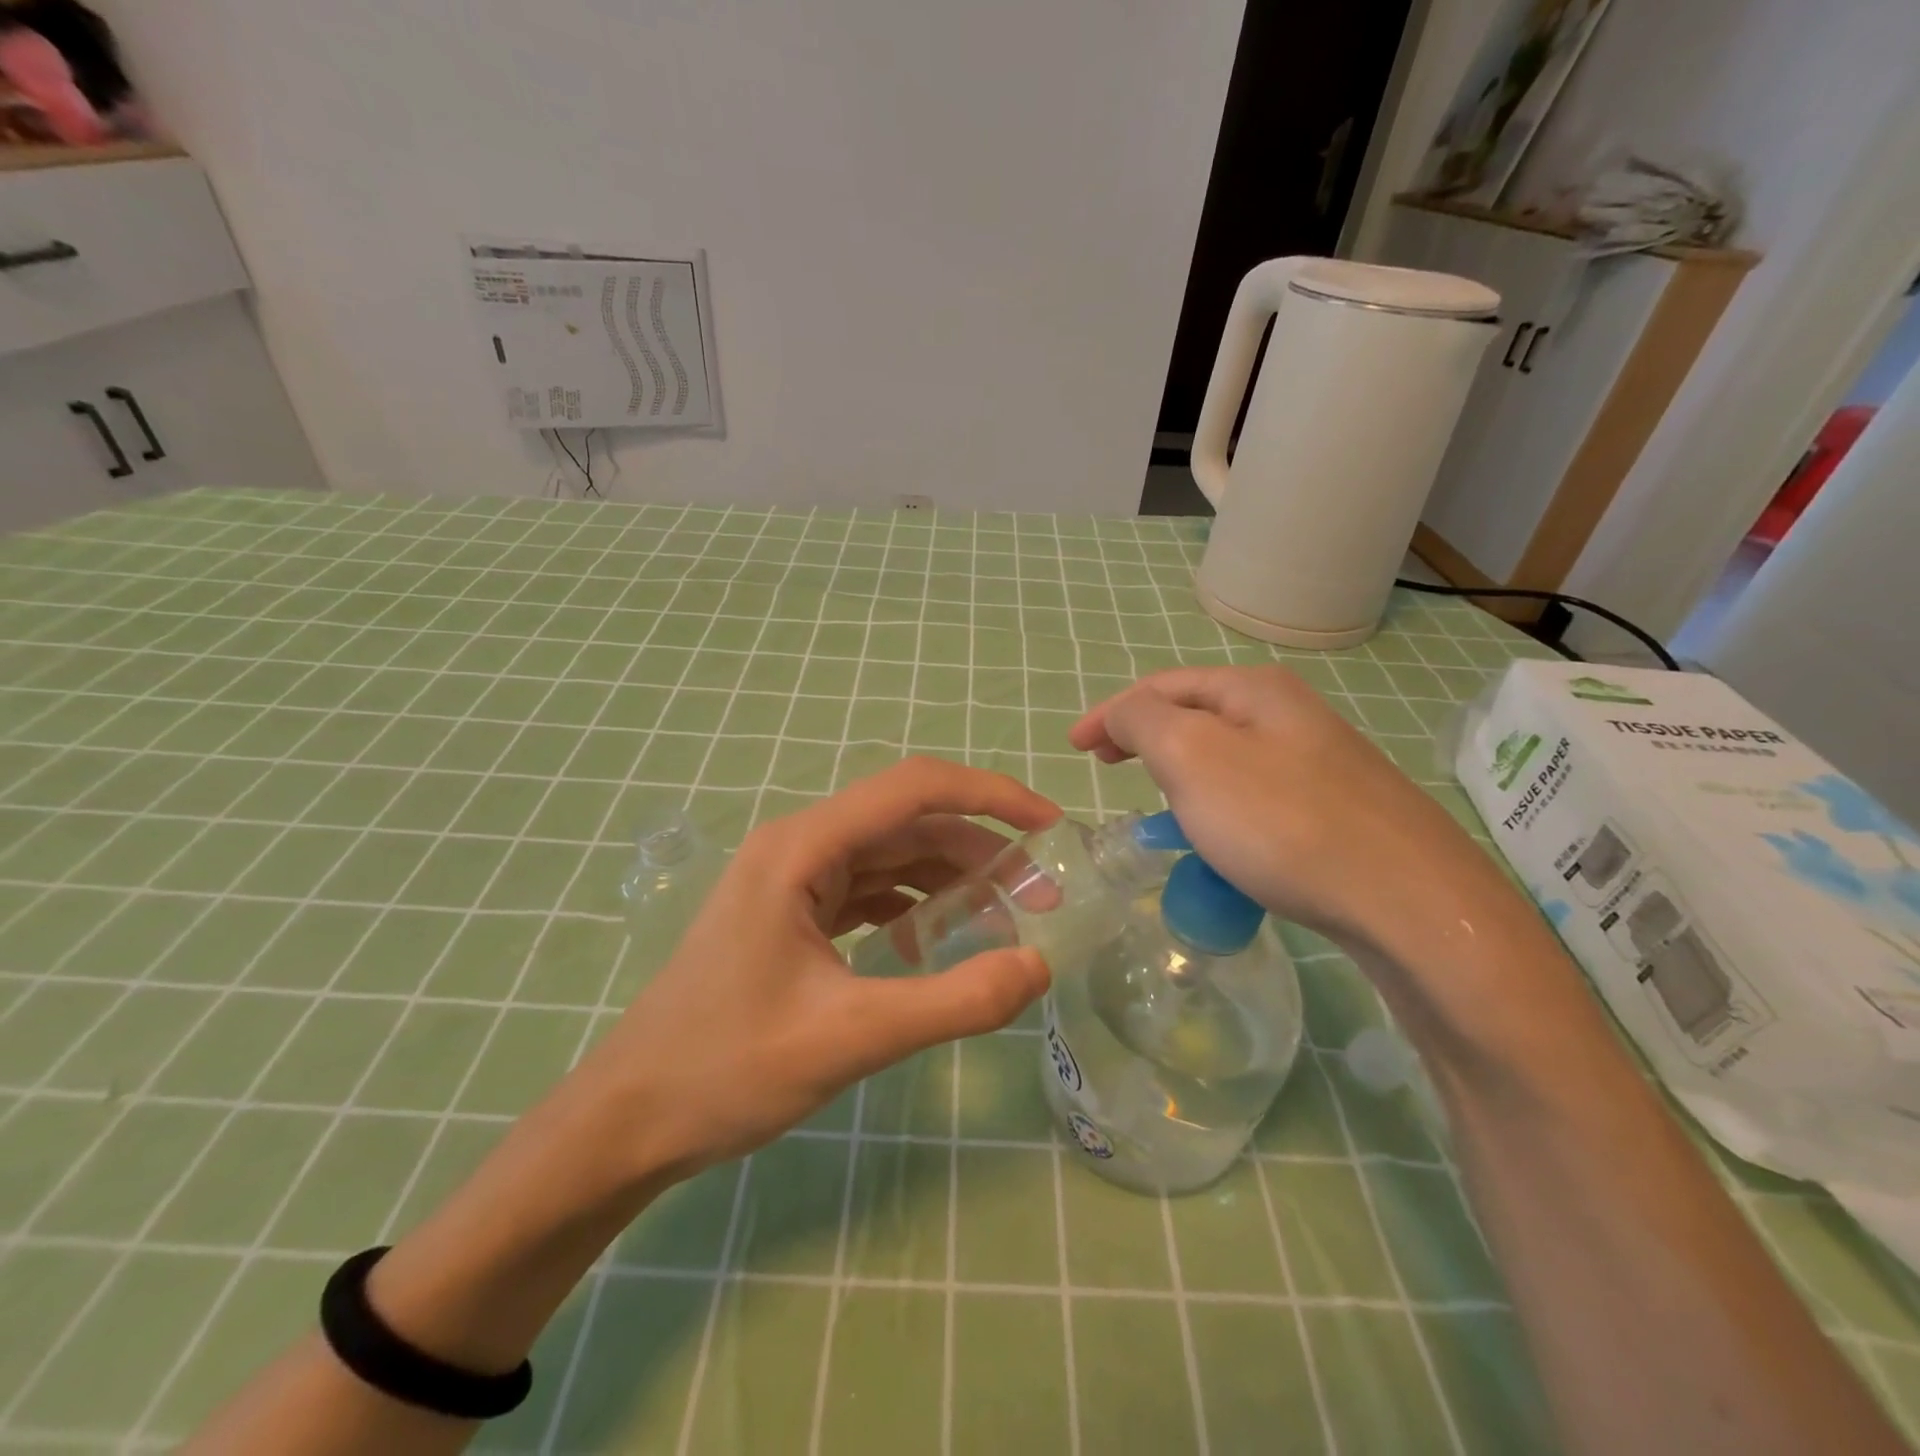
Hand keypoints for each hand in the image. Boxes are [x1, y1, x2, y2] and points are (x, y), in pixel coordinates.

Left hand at [566, 757, 1058, 1182]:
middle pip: (909, 824)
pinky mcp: (792, 913)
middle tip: (1042, 897)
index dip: (990, 796)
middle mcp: (799, 846)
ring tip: (1004, 921)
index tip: (1050, 826)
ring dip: (950, 881)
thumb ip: (954, 1001)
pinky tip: (934, 947)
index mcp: (803, 847)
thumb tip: (1038, 965)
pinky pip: (868, 892)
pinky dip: (913, 908)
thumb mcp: (852, 1037)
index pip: (914, 788)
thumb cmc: (726, 1069)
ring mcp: (793, 879)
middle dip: (981, 852)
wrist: (628, 1120)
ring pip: (892, 858)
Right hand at [1068, 665, 1511, 954]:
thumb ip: (1142, 722)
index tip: (1075, 749)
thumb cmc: (1282, 822)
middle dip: (1146, 737)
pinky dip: (1219, 804)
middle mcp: (1291, 714)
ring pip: (1227, 756)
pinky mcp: (1338, 810)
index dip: (1110, 713)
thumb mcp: (1191, 757)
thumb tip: (1123, 715)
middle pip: (1196, 714)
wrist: (1409, 902)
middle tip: (1109, 768)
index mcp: (1254, 691)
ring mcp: (1321, 762)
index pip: (1161, 686)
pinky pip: (1256, 794)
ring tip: (1158, 802)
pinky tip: (1221, 837)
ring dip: (1182, 771)